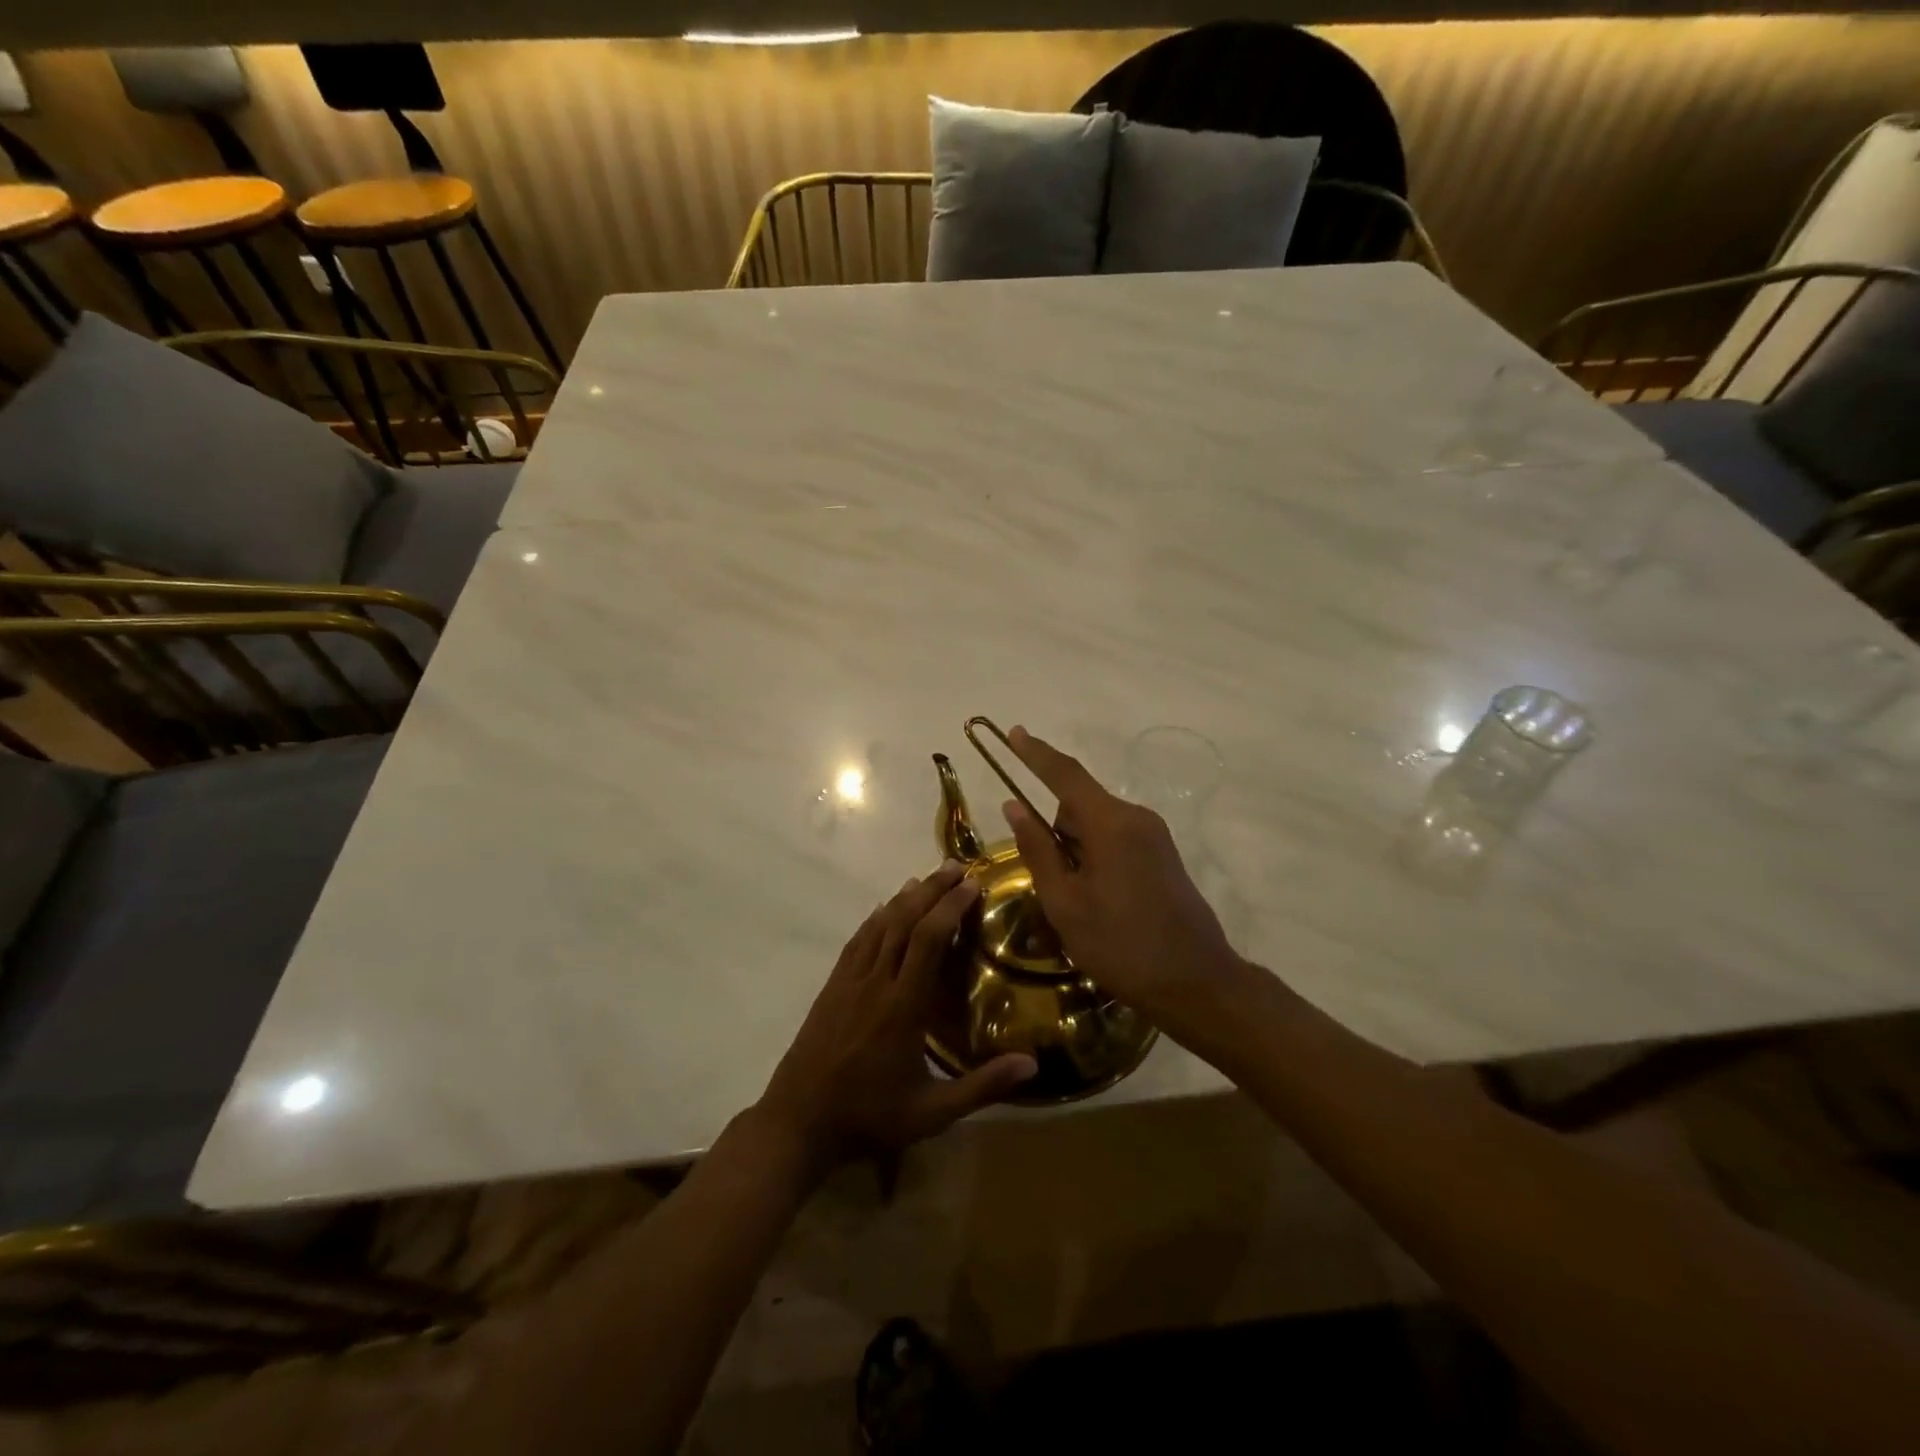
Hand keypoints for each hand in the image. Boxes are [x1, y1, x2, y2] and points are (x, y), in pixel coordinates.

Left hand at [755, 863, 1037, 1176]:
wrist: (800, 1122)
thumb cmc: (871, 1116)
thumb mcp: (933, 1113)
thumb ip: (983, 1087)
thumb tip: (1033, 1064)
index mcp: (903, 1006)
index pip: (928, 941)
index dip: (949, 907)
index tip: (972, 884)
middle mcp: (876, 982)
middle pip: (904, 922)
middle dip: (931, 890)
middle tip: (955, 867)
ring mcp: (849, 982)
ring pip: (879, 926)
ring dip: (904, 898)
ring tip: (926, 879)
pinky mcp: (832, 987)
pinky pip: (857, 941)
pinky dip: (874, 919)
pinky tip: (885, 909)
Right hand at [1000, 725, 1245, 1033]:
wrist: (1196, 982)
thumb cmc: (1121, 944)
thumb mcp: (1065, 902)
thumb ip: (1037, 849)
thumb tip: (1014, 806)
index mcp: (1110, 823)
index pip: (1065, 775)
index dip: (1036, 753)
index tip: (1014, 733)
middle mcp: (1135, 817)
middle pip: (1078, 806)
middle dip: (1055, 833)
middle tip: (1053, 887)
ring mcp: (1154, 836)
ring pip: (1096, 826)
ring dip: (1076, 851)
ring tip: (1079, 905)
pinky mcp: (1163, 855)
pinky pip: (1116, 840)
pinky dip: (1096, 858)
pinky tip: (1101, 903)